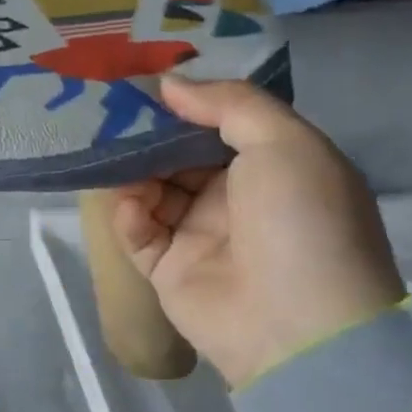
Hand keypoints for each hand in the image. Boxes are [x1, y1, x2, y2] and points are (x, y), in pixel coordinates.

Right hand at [114, 79, 404, 388]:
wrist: (301, 328)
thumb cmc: (302, 221)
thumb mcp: (285, 143)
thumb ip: (229, 104)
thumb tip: (169, 84)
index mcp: (272, 168)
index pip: (218, 126)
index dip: (185, 105)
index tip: (146, 85)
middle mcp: (234, 199)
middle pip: (178, 157)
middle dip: (148, 137)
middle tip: (109, 116)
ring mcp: (200, 236)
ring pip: (151, 191)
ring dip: (133, 174)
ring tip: (114, 160)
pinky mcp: (168, 270)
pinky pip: (138, 233)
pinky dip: (129, 216)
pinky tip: (131, 207)